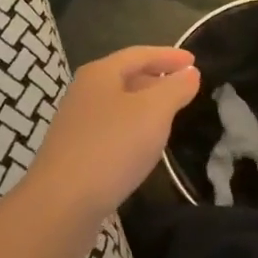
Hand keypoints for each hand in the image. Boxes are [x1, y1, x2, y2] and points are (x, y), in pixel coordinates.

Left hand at [21, 47, 200, 231]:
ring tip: (170, 114)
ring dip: (145, 104)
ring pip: (118, 104)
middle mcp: (84, 92)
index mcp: (100, 73)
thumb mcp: (153, 112)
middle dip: (156, 78)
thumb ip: (175, 88)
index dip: (168, 56)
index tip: (194, 61)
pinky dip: (133, 127)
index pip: (139, 54)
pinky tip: (144, 144)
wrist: (62, 203)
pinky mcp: (76, 151)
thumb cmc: (112, 147)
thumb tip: (190, 72)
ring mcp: (77, 122)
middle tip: (185, 87)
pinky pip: (112, 128)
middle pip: (125, 76)